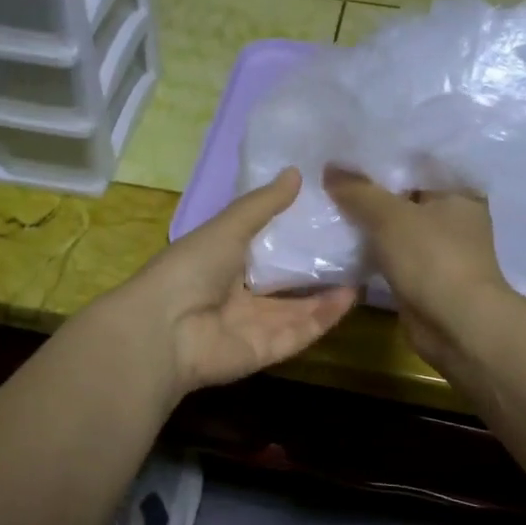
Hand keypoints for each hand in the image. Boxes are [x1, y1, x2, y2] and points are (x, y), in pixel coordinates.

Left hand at [113, 168, 356, 396]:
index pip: (262, 251)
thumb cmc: (191, 268)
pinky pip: (300, 333)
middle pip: (284, 284)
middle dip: (314, 268)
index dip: (291, 237)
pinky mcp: (266, 352)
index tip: (326, 217)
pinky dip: (324, 317)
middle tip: (353, 246)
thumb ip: (262, 205)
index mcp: (222, 264)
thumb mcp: (227, 227)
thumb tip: (296, 172)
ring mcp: (252, 327)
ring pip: (298, 310)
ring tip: (360, 269)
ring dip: (327, 294)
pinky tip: (349, 296)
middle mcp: (238, 297)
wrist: (165, 329)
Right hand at [324, 167, 515, 373]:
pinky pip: (393, 254)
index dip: (383, 157)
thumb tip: (330, 167)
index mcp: (459, 191)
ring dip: (369, 223)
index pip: (418, 163)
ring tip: (330, 205)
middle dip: (371, 191)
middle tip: (330, 176)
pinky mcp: (425, 277)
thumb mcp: (390, 216)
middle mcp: (455, 217)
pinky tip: (343, 241)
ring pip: (397, 228)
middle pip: (405, 196)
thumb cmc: (433, 258)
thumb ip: (359, 191)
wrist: (456, 325)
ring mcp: (441, 250)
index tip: (347, 151)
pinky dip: (373, 250)